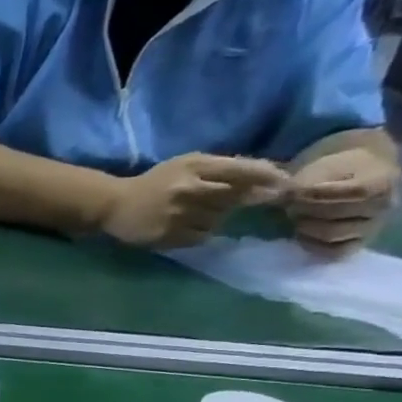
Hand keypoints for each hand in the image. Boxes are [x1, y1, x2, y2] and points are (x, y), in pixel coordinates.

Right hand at [101, 154, 287, 249]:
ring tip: (198, 214)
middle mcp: (188, 190)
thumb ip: (224, 167)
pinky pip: (200, 237)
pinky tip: (185, 226)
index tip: (287, 185)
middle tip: (254, 202)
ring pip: (219, 220)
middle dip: (246, 200)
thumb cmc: (156, 182)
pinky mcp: (167, 236)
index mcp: (194, 167)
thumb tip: (271, 172)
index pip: (243, 171)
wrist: (113, 205)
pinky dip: (199, 233)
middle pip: (235, 198)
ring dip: (216, 218)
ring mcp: (177, 215)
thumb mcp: (188, 165)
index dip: (268, 178)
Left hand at [287, 147, 398, 256]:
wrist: (356, 175)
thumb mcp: (321, 167)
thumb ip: (304, 183)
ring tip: (296, 217)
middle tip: (291, 205)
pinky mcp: (358, 243)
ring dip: (306, 226)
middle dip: (306, 209)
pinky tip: (300, 235)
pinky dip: (313, 245)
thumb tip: (284, 198)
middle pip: (338, 214)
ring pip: (333, 234)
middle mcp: (384, 207)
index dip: (318, 193)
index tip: (295, 191)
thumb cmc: (336, 169)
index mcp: (383, 182)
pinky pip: (335, 251)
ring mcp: (373, 226)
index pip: (355, 191)